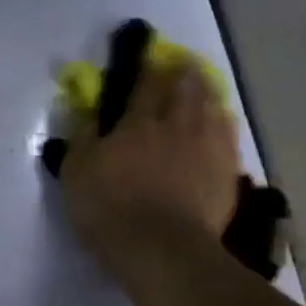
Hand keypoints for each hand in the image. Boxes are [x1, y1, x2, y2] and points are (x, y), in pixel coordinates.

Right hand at [55, 52, 241, 283]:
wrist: (161, 248)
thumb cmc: (110, 209)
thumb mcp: (77, 173)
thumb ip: (83, 138)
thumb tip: (90, 113)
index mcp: (138, 122)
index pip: (147, 82)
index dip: (148, 66)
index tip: (147, 57)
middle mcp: (178, 125)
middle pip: (187, 88)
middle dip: (184, 74)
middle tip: (181, 69)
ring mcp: (208, 147)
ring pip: (213, 107)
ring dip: (207, 95)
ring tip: (202, 93)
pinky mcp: (227, 172)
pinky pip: (228, 136)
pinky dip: (222, 124)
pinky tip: (220, 125)